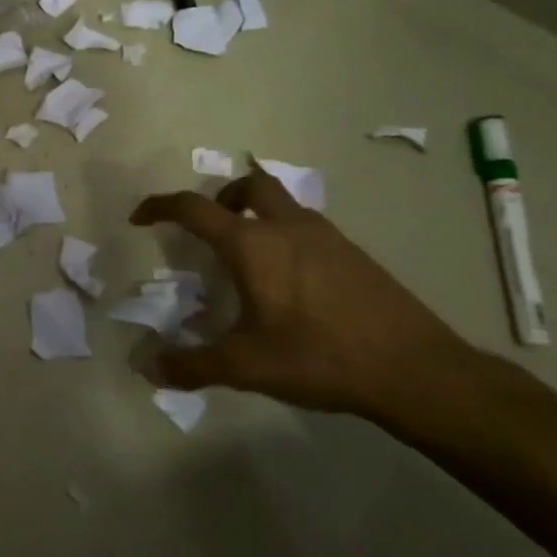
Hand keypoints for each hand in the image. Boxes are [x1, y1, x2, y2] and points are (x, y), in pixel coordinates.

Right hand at [131, 170, 475, 427]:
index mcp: (253, 245)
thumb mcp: (245, 367)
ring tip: (247, 258)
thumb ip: (191, 364)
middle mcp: (288, 228)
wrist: (416, 370)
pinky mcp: (355, 254)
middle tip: (208, 228)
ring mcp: (327, 237)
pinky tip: (290, 282)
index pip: (194, 209)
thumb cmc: (319, 357)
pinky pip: (307, 227)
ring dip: (257, 215)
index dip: (160, 207)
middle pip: (249, 186)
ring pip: (283, 204)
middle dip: (221, 197)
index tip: (140, 218)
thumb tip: (148, 368)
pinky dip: (286, 236)